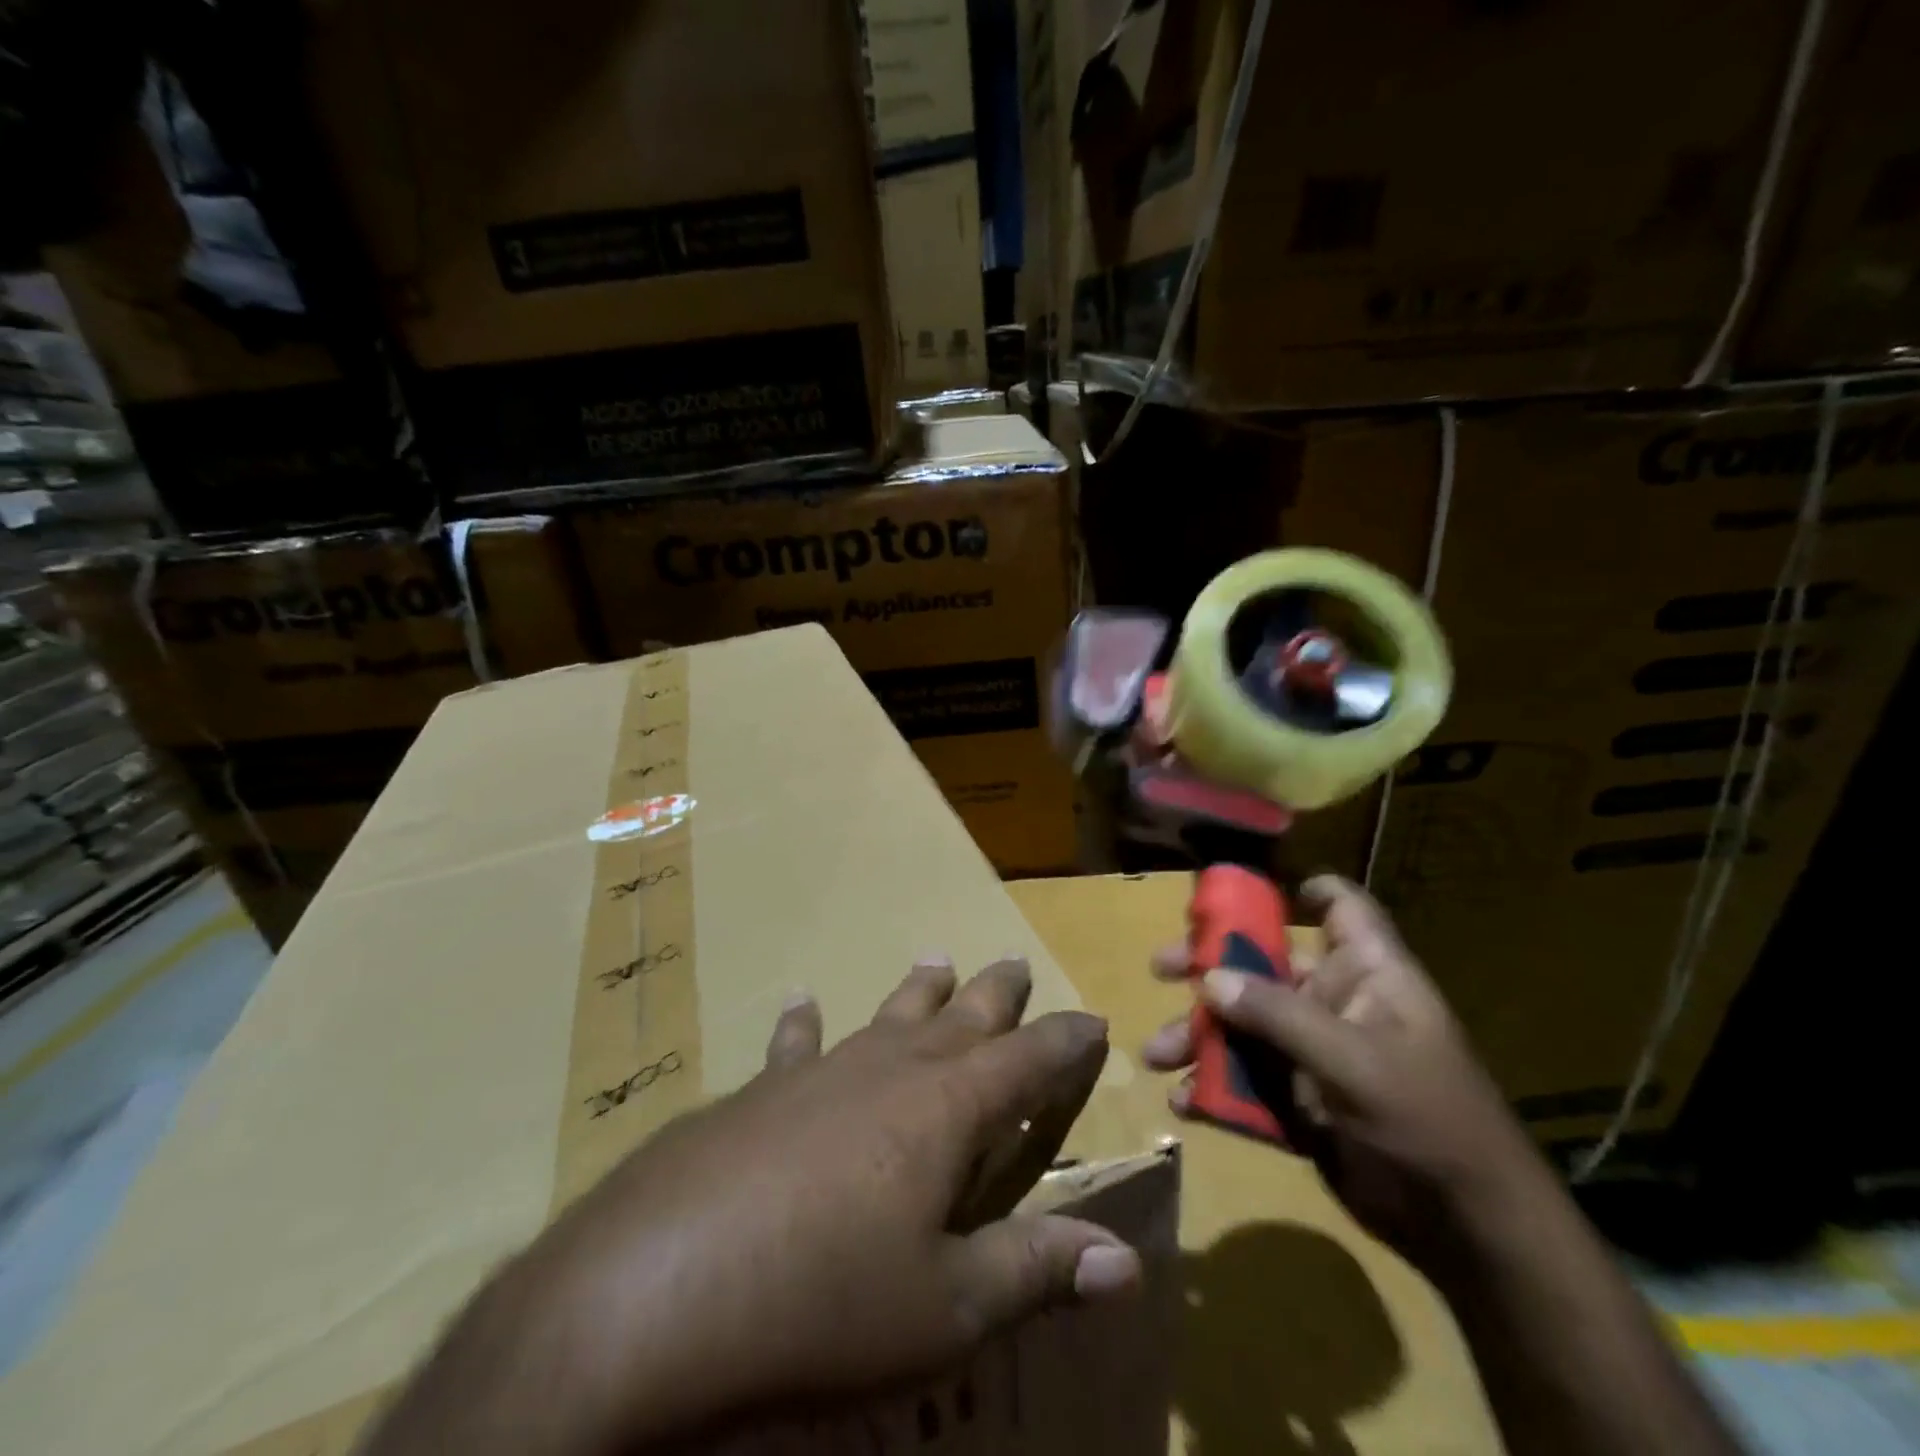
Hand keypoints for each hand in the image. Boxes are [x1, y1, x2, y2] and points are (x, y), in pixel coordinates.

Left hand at [369, 955, 1143, 1455]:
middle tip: (1014, 964)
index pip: (1027, 1061)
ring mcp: (820, 1072)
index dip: (1064, 1041)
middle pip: (959, 1018)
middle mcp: (889, 1069)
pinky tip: (801, 999)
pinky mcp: (759, 1091)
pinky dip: (803, 1022)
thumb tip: (1126, 1260)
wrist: (654, 1289)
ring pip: (886, 1015)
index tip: (1092, 1019)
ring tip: (937, 958)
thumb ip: (1035, 1272)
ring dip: (918, 990)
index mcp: (945, 1110)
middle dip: (995, 995)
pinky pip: (793, 1044)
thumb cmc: (821, 1302)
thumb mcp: (945, 1307)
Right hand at [1142, 876, 1536, 1262]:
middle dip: (1210, 966)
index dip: (1300, 890)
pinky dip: (1214, 1088)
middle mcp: (1336, 1003)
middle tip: (1160, 968)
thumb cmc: (1428, 1121)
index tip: (1240, 893)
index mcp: (1367, 975)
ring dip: (1200, 1036)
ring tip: (1157, 1055)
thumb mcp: (1354, 1061)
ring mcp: (1316, 1054)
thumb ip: (1278, 1015)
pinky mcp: (1301, 1101)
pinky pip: (1247, 1081)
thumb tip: (1208, 978)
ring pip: (1246, 1026)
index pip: (1341, 909)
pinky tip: (1184, 1102)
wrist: (1468, 1231)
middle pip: (1266, 964)